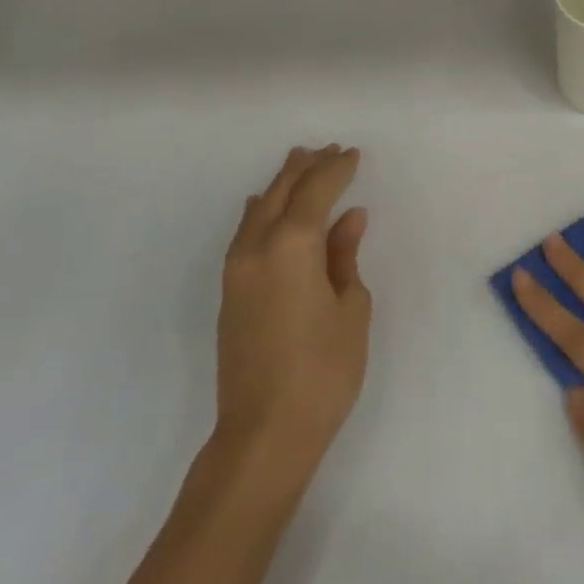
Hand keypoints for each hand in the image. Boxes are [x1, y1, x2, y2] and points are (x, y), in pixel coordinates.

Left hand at [214, 146, 371, 479]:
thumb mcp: (351, 308)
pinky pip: (246, 231)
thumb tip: (349, 218)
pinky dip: (263, 210)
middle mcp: (257, 248)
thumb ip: (345, 256)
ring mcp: (237, 270)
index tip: (353, 154)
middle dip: (306, 167)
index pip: (316, 191)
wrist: (264, 433)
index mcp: (292, 246)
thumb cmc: (323, 370)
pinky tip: (268, 207)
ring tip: (301, 164)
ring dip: (282, 184)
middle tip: (329, 150)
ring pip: (259, 208)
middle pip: (282, 192)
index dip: (336, 169)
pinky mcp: (230, 291)